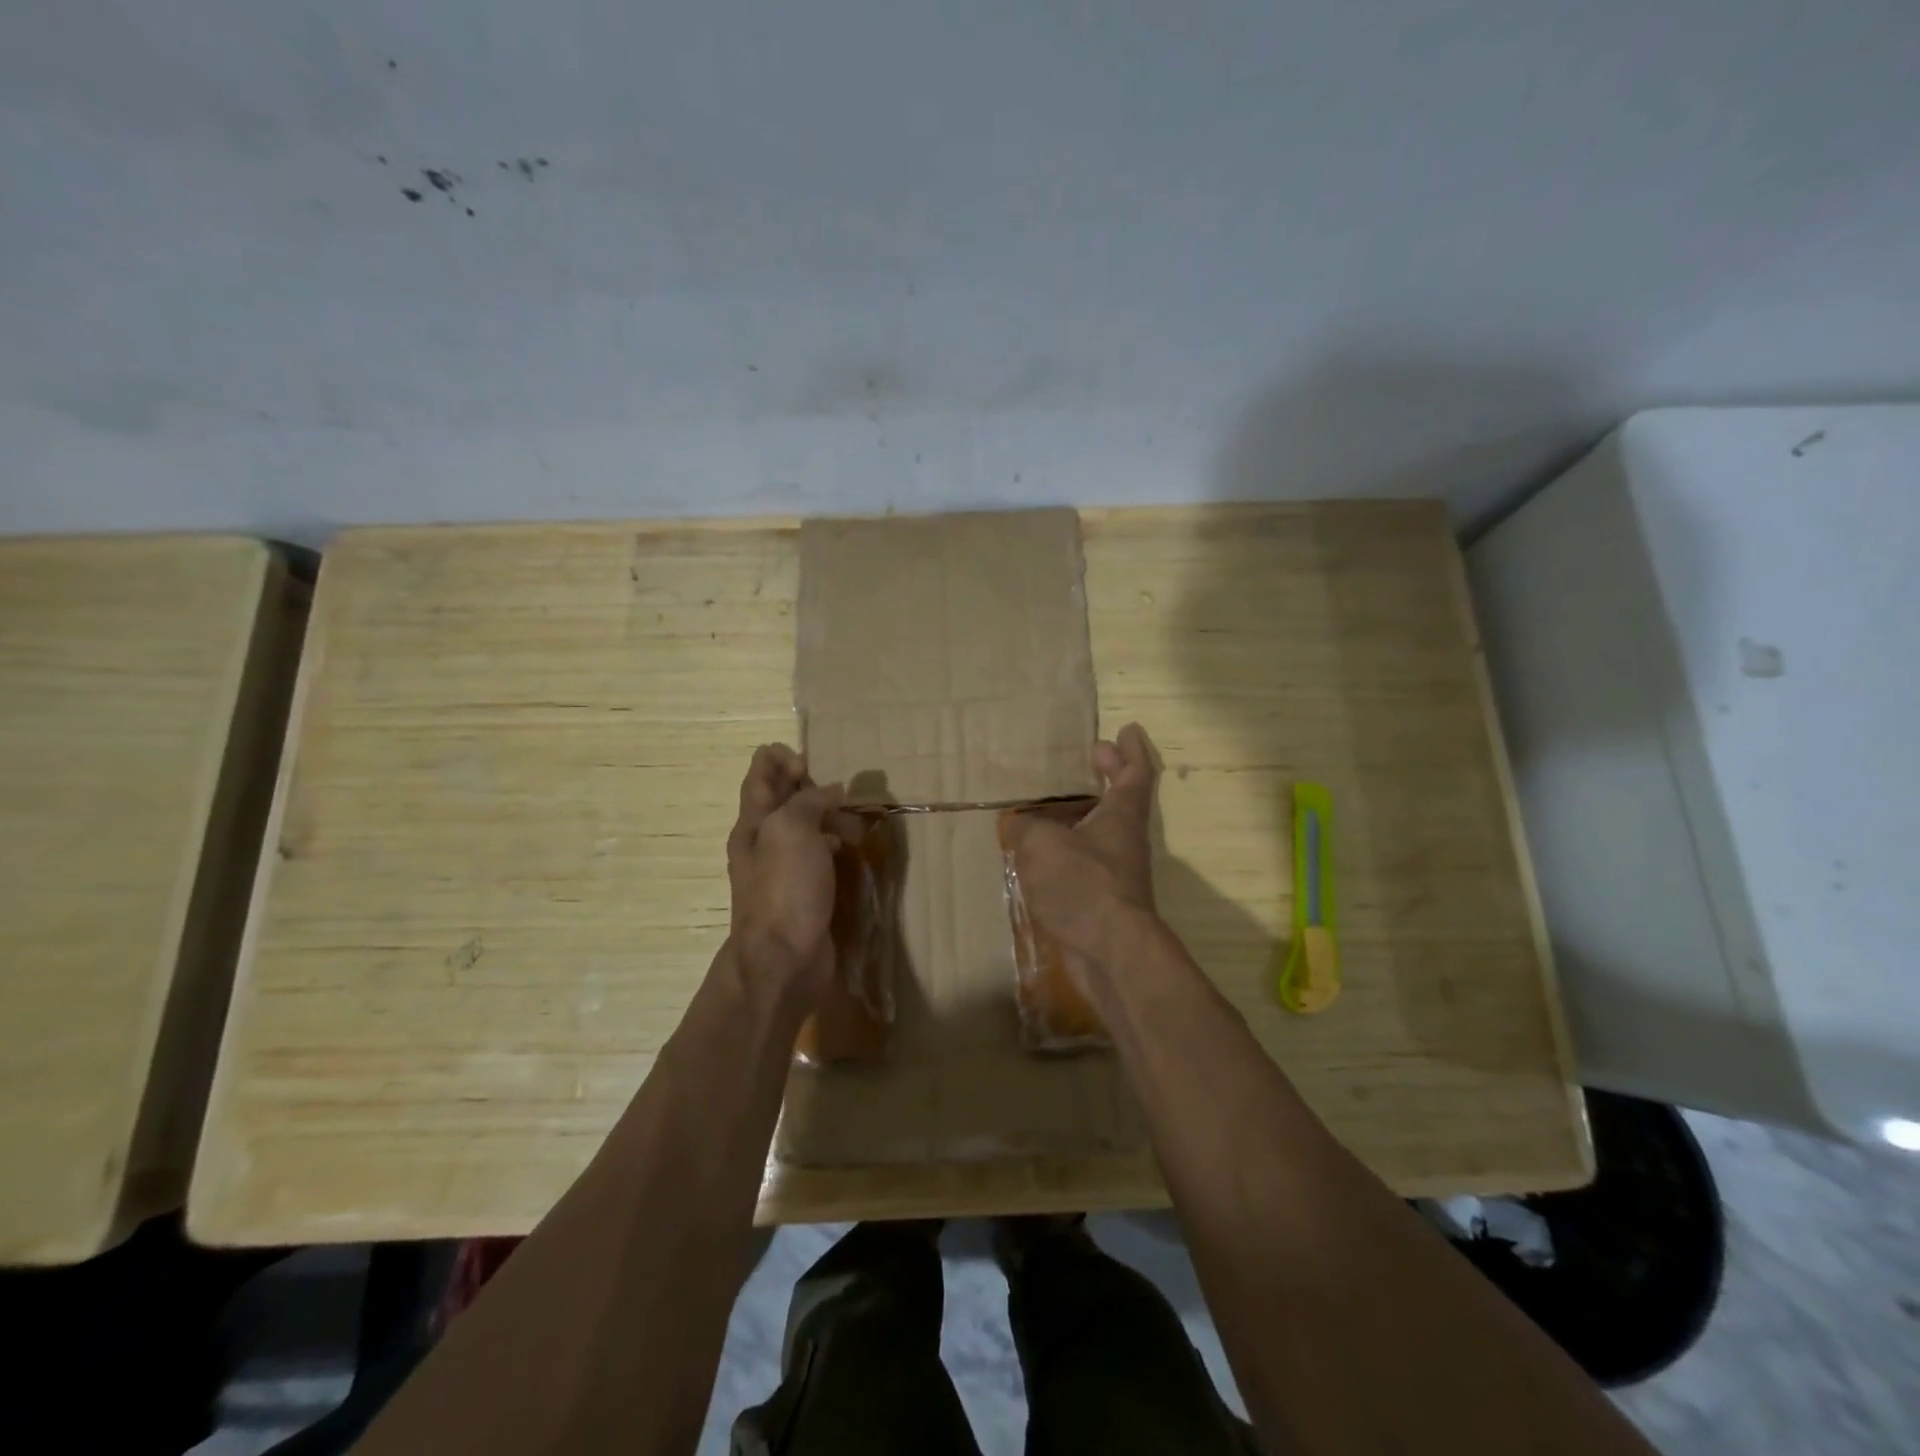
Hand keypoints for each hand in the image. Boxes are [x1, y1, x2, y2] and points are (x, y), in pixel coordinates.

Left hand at [726, 744, 845, 1005]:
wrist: (783, 960)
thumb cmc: (784, 889)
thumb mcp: (792, 830)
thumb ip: (809, 801)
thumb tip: (832, 790)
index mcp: (753, 823)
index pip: (759, 776)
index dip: (778, 759)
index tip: (807, 757)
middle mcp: (763, 842)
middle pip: (780, 800)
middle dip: (803, 783)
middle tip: (835, 779)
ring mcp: (782, 870)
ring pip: (802, 828)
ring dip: (823, 813)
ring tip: (852, 811)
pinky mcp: (803, 893)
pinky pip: (817, 856)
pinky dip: (832, 843)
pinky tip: (850, 847)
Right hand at [1005, 723, 1160, 979]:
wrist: (1110, 951)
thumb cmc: (1082, 884)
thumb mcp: (1041, 844)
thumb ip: (1026, 827)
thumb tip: (1020, 824)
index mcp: (1121, 815)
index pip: (1135, 772)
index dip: (1130, 750)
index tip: (1126, 729)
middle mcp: (1127, 840)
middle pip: (1124, 799)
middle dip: (1112, 774)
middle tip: (1095, 755)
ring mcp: (1120, 872)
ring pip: (1106, 831)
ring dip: (1089, 813)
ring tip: (1058, 804)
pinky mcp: (1107, 900)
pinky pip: (1090, 861)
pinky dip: (1074, 848)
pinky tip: (1047, 854)